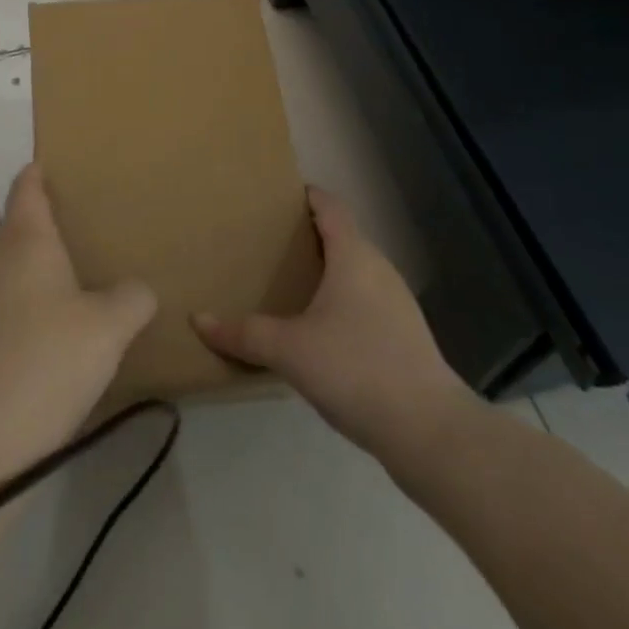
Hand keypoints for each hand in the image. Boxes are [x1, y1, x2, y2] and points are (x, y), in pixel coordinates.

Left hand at [0, 164, 155, 482]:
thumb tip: (138, 289)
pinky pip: (8, 298)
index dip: (41, 170)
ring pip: (13, 263)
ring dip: (39, 260)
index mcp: (25, 237)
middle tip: (87, 215)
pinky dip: (31, 297)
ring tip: (79, 265)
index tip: (60, 160)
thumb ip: (132, 298)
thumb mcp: (109, 328)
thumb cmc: (46, 360)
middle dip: (47, 216)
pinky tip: (56, 321)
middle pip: (19, 221)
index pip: (28, 185)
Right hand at [193, 187, 472, 459]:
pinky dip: (339, 301)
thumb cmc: (357, 369)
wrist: (431, 433)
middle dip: (306, 235)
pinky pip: (364, 300)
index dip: (305, 195)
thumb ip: (244, 333)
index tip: (275, 196)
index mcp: (353, 255)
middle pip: (341, 236)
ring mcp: (396, 303)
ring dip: (324, 271)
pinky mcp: (403, 337)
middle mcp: (378, 268)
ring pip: (354, 271)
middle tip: (267, 242)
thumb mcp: (290, 350)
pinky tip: (318, 329)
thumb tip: (198, 319)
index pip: (329, 206)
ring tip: (287, 283)